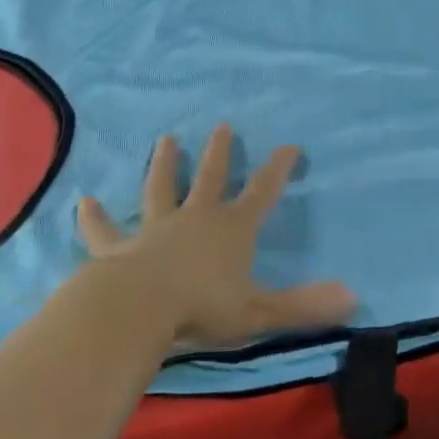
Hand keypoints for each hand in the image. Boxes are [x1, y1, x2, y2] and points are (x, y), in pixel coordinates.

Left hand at [78, 125, 355, 348]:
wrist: (137, 312)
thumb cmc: (202, 310)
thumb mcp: (260, 312)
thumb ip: (304, 306)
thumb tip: (354, 298)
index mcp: (231, 229)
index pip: (262, 192)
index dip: (278, 169)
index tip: (290, 145)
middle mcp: (195, 219)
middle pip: (210, 178)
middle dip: (219, 153)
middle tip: (222, 125)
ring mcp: (155, 229)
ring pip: (161, 189)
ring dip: (164, 165)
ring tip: (166, 139)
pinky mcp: (119, 247)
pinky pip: (106, 230)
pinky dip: (95, 217)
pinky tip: (84, 201)